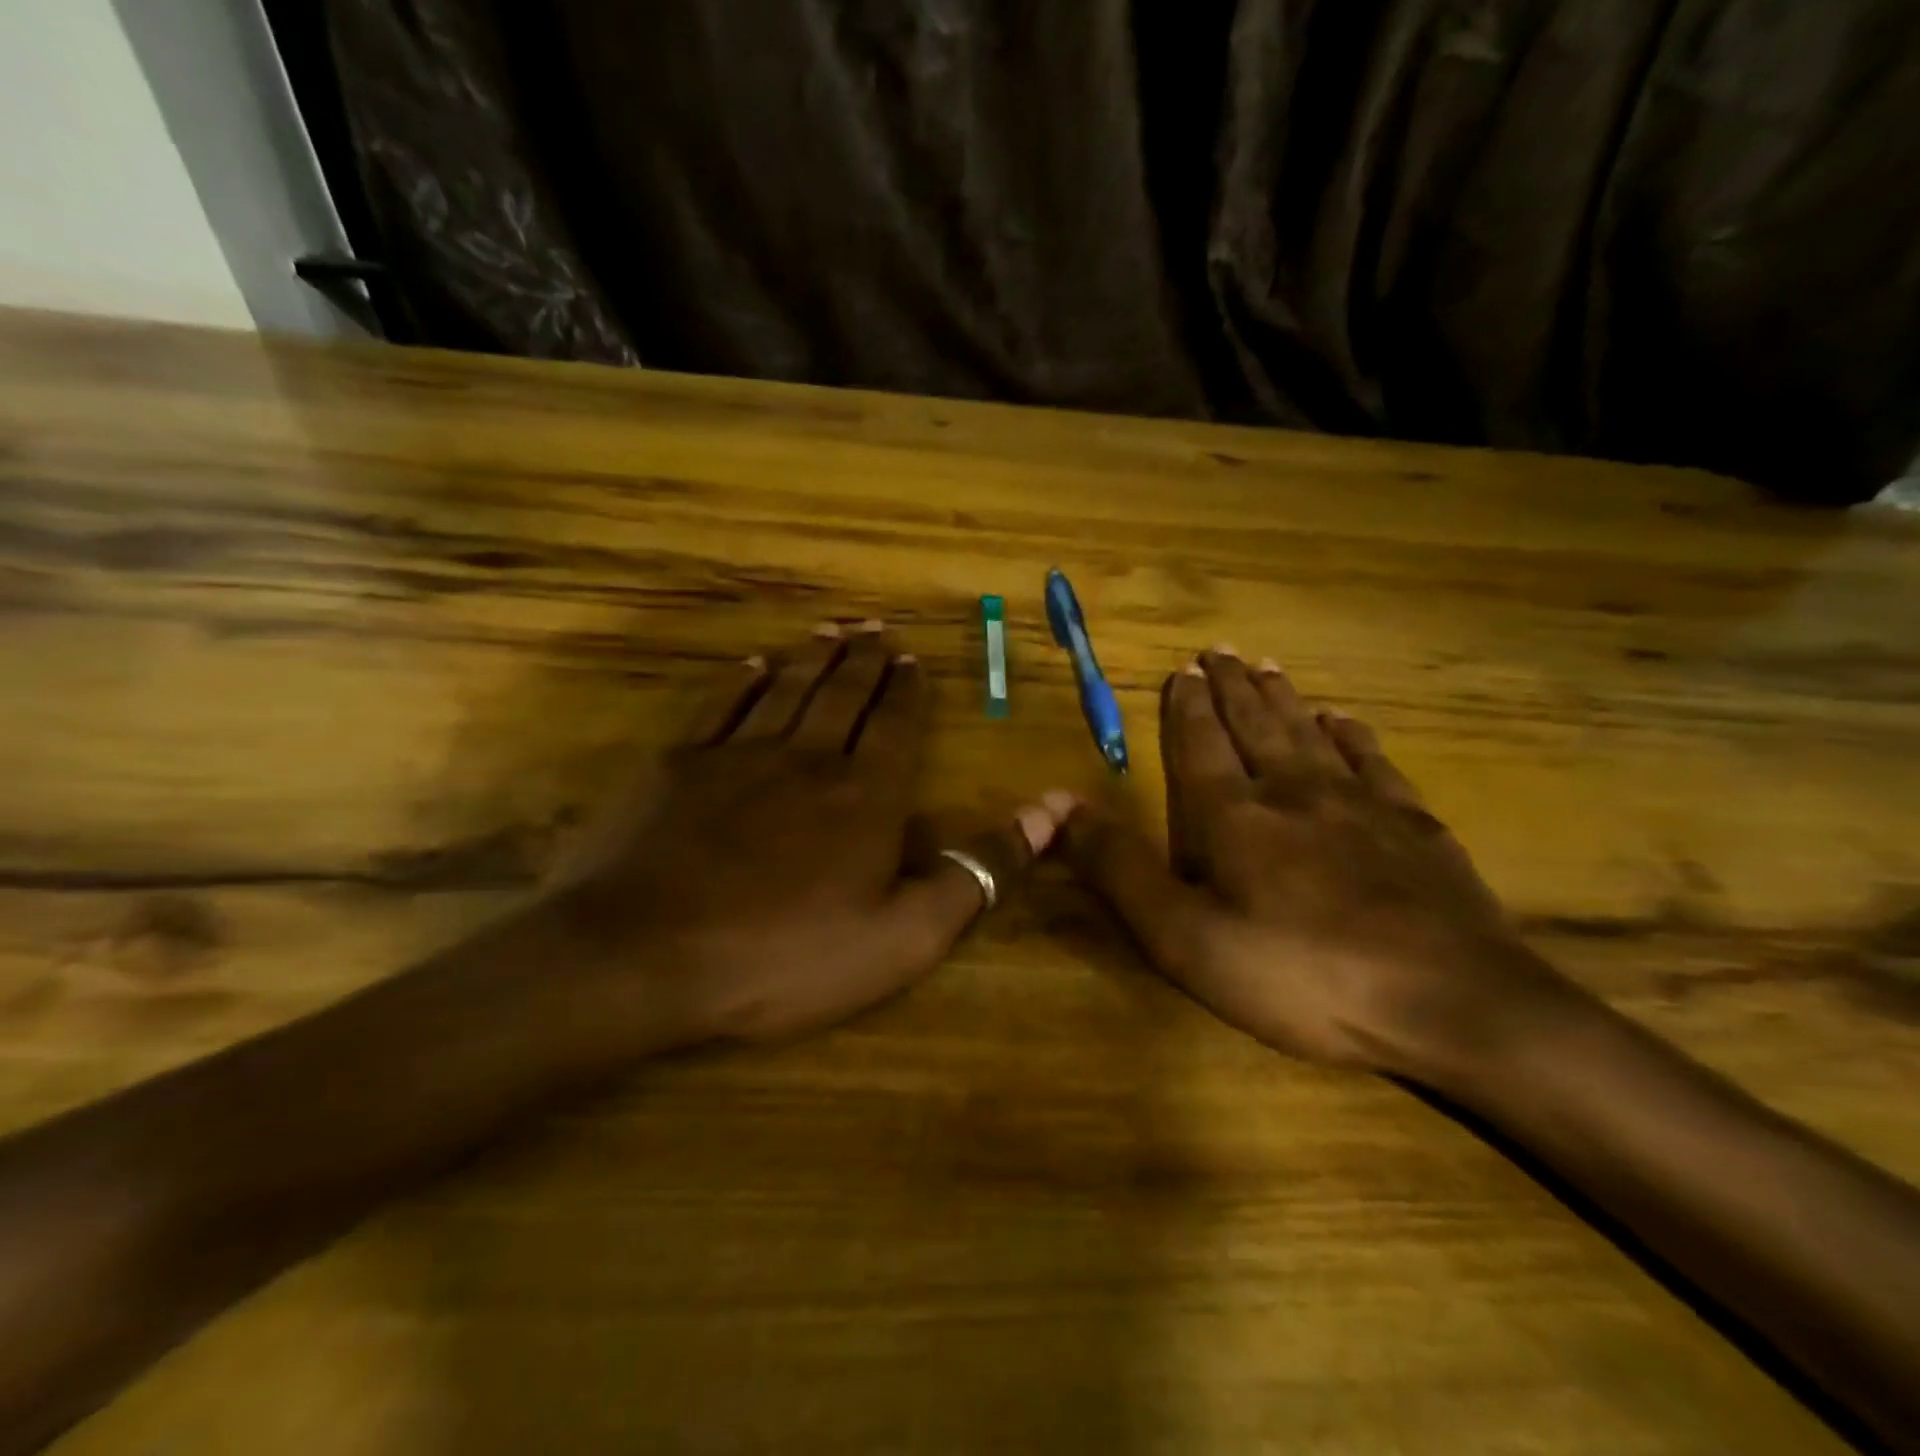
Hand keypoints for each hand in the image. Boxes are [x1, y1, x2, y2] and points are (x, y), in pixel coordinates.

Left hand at [550, 622, 1067, 1048]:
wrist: (641, 957)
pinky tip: (754, 664)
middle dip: (866, 660)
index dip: (908, 691)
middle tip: (878, 628)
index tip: (913, 659)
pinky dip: (742, 681)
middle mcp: (807, 758)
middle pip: (844, 694)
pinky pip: (721, 707)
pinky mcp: (678, 766)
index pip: (896, 726)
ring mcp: (737, 756)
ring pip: (788, 689)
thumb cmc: (784, 957)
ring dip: (814, 657)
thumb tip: (1052, 811)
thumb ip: (978, 872)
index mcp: (865, 796)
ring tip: (834, 630)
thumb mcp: (903, 935)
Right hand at [1059, 649, 1576, 1080]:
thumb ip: (1120, 870)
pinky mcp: (1415, 828)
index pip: (1201, 744)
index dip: (1187, 707)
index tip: (1182, 670)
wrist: (1451, 1005)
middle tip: (1220, 650)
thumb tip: (1061, 808)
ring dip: (1284, 698)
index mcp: (1234, 816)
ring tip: (1268, 667)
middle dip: (1232, 687)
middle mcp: (1294, 791)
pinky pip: (1374, 761)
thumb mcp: (1184, 938)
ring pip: (1311, 733)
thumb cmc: (1300, 975)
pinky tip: (1344, 720)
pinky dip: (1352, 735)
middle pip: (1256, 725)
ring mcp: (1361, 805)